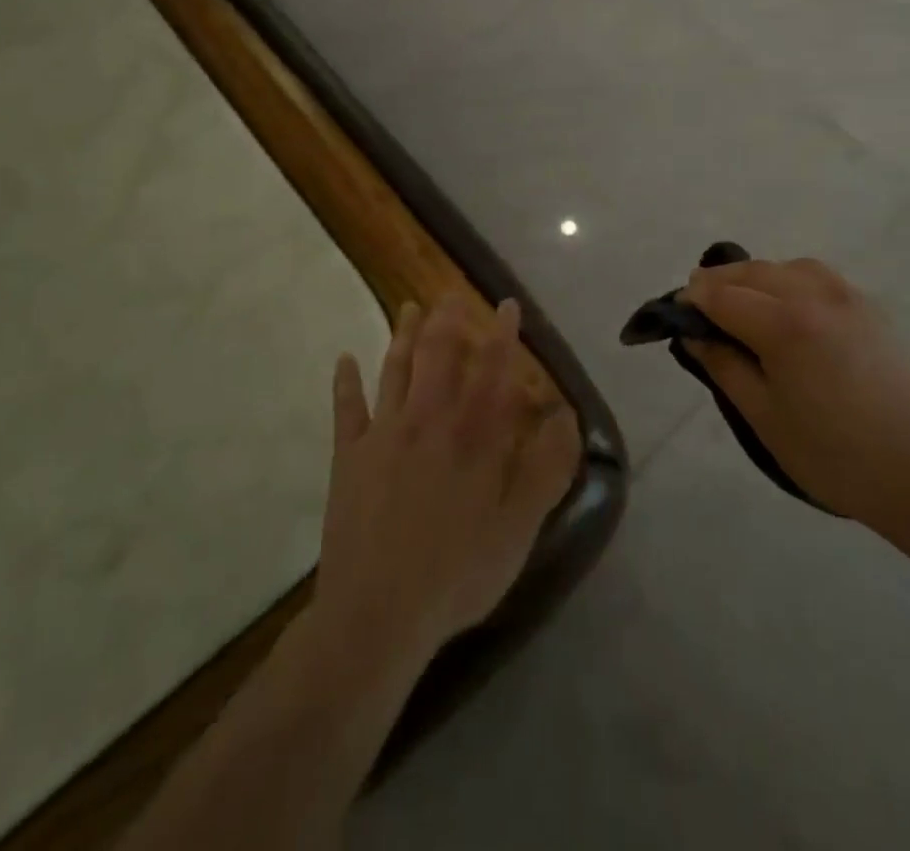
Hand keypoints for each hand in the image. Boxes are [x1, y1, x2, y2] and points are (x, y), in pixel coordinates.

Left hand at [314, 296, 579, 668]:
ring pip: (396, 370)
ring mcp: (384, 434)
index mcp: (473, 435)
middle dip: (448, 321)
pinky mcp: (348, 457)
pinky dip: (345, 382)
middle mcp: (429, 420)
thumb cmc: (458, 573)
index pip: (492, 370)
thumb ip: (547, 469)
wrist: (377, 614)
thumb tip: (566, 417)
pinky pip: (346, 409)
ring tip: (409, 307)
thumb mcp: (520, 528)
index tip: (507, 305)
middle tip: (451, 294)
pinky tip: (343, 360)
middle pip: (439, 356)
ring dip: (402, 335)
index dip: (502, 334)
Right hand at [682, 257, 909, 533]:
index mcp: (784, 324)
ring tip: (741, 300)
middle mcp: (814, 295)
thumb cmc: (833, 455)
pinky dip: (790, 278)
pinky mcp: (869, 308)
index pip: (723, 296)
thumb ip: (724, 368)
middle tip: (698, 304)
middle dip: (719, 281)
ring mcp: (847, 297)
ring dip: (756, 276)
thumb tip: (694, 336)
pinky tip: (786, 304)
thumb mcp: (764, 417)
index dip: (693, 300)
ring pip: (786, 266)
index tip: (675, 311)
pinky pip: (818, 276)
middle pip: (753, 271)